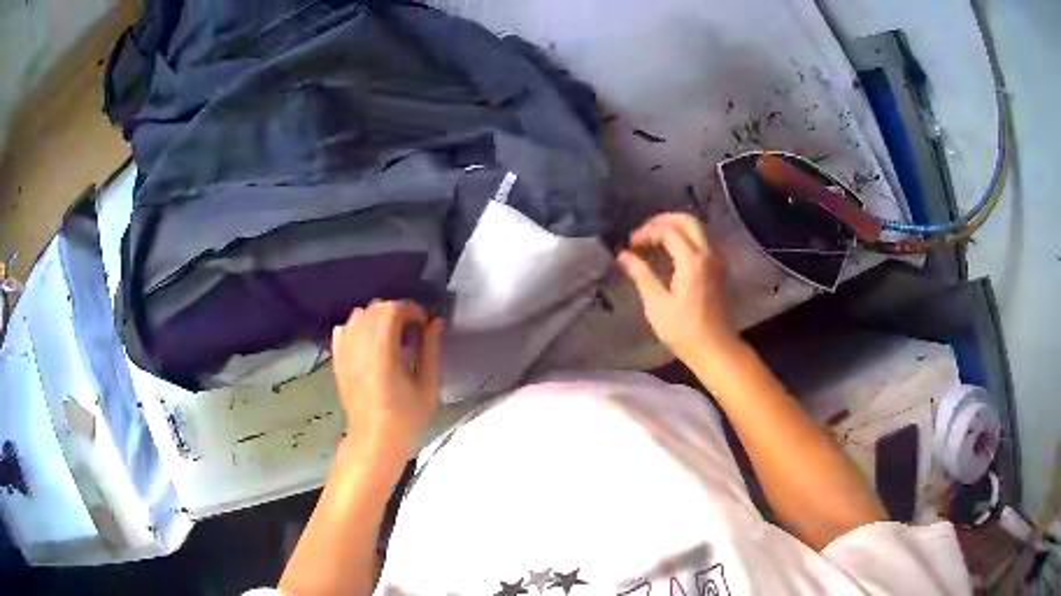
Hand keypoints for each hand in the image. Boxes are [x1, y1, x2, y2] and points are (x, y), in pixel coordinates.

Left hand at [331, 301, 443, 455]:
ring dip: (376, 318)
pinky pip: (343, 329)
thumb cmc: (406, 417)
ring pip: (358, 315)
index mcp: (383, 349)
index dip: (412, 310)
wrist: (374, 440)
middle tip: (411, 331)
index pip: (393, 309)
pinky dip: (357, 327)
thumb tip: (435, 322)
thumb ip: (431, 350)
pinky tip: (369, 343)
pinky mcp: (337, 359)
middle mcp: (359, 344)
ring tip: (390, 337)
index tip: (424, 324)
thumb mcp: (428, 386)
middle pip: (375, 308)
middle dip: (396, 312)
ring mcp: (345, 351)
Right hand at [617, 212, 739, 362]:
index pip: (668, 230)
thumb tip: (624, 255)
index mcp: (692, 260)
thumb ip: (641, 274)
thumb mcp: (657, 304)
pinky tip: (670, 252)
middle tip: (643, 234)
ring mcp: (717, 259)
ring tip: (653, 241)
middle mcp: (708, 253)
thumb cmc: (684, 331)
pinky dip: (685, 238)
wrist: (716, 349)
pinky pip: (702, 241)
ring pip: (697, 228)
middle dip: (662, 221)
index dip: (647, 232)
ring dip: (674, 227)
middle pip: (687, 220)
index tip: (630, 245)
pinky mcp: (719, 268)